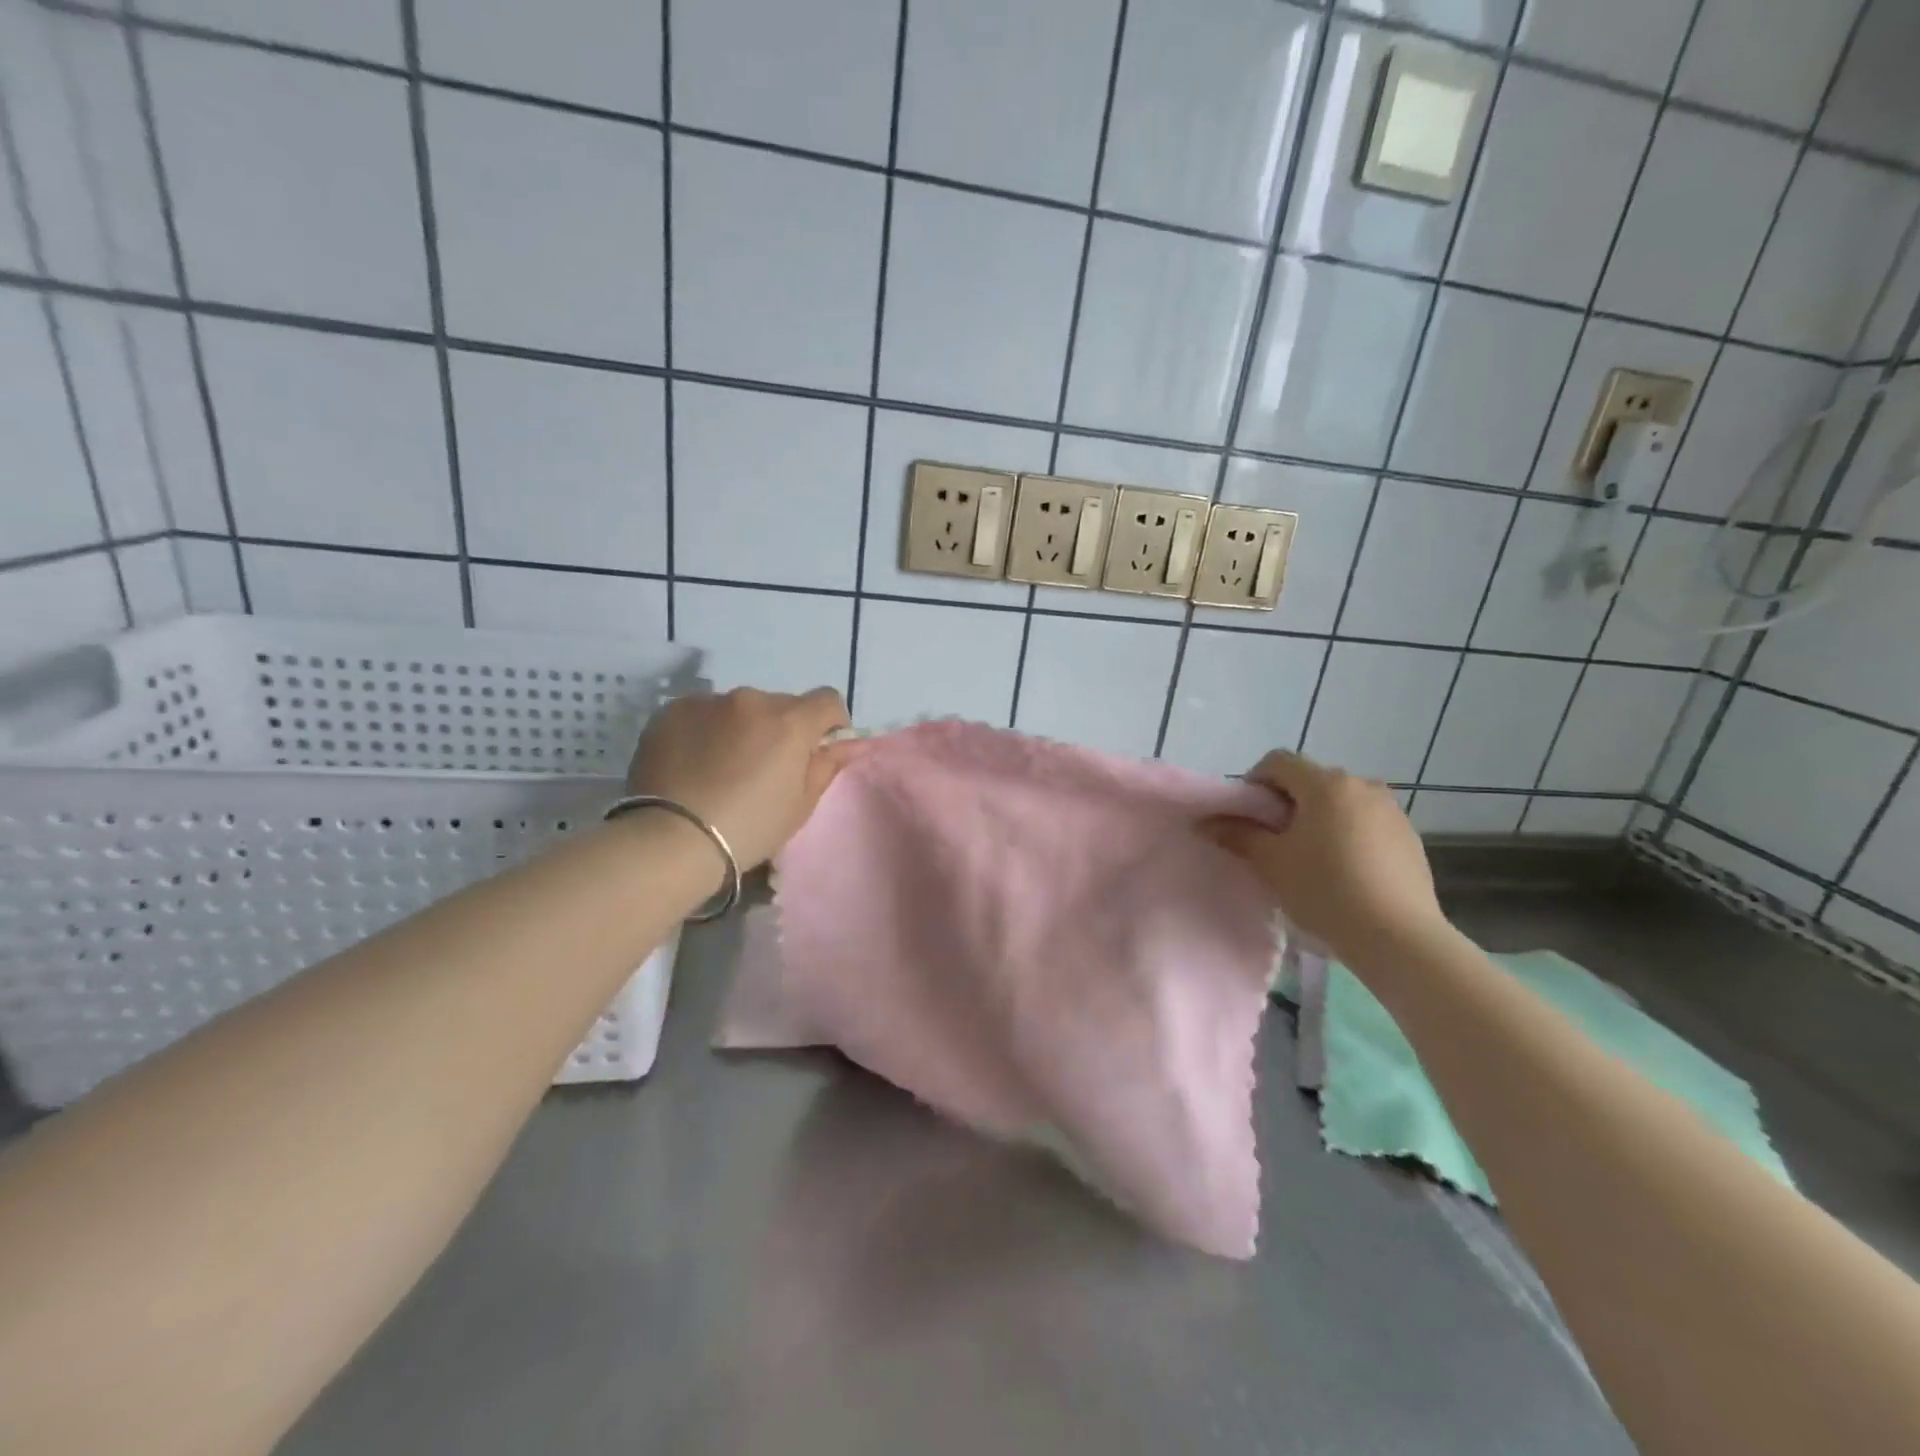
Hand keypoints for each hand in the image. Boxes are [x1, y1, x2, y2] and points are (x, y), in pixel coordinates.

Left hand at [625, 687, 855, 871]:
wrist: (671, 839)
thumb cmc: (749, 828)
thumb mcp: (799, 806)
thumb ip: (824, 767)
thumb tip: (842, 745)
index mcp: (790, 721)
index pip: (827, 700)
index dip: (830, 722)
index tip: (818, 749)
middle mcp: (751, 699)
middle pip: (780, 705)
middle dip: (781, 729)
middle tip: (765, 768)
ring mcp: (707, 702)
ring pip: (739, 709)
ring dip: (742, 728)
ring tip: (722, 768)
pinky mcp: (671, 711)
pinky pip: (702, 714)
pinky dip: (706, 731)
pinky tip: (694, 764)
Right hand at [1208, 750, 1446, 958]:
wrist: (1398, 937)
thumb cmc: (1325, 890)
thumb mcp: (1272, 863)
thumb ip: (1239, 834)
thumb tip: (1209, 822)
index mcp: (1326, 784)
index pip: (1278, 762)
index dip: (1254, 782)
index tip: (1248, 817)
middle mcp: (1362, 784)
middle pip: (1310, 780)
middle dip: (1286, 803)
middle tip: (1273, 841)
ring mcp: (1391, 810)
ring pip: (1339, 802)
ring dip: (1318, 818)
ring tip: (1310, 859)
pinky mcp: (1409, 836)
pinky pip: (1365, 822)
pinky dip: (1346, 834)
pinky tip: (1343, 872)